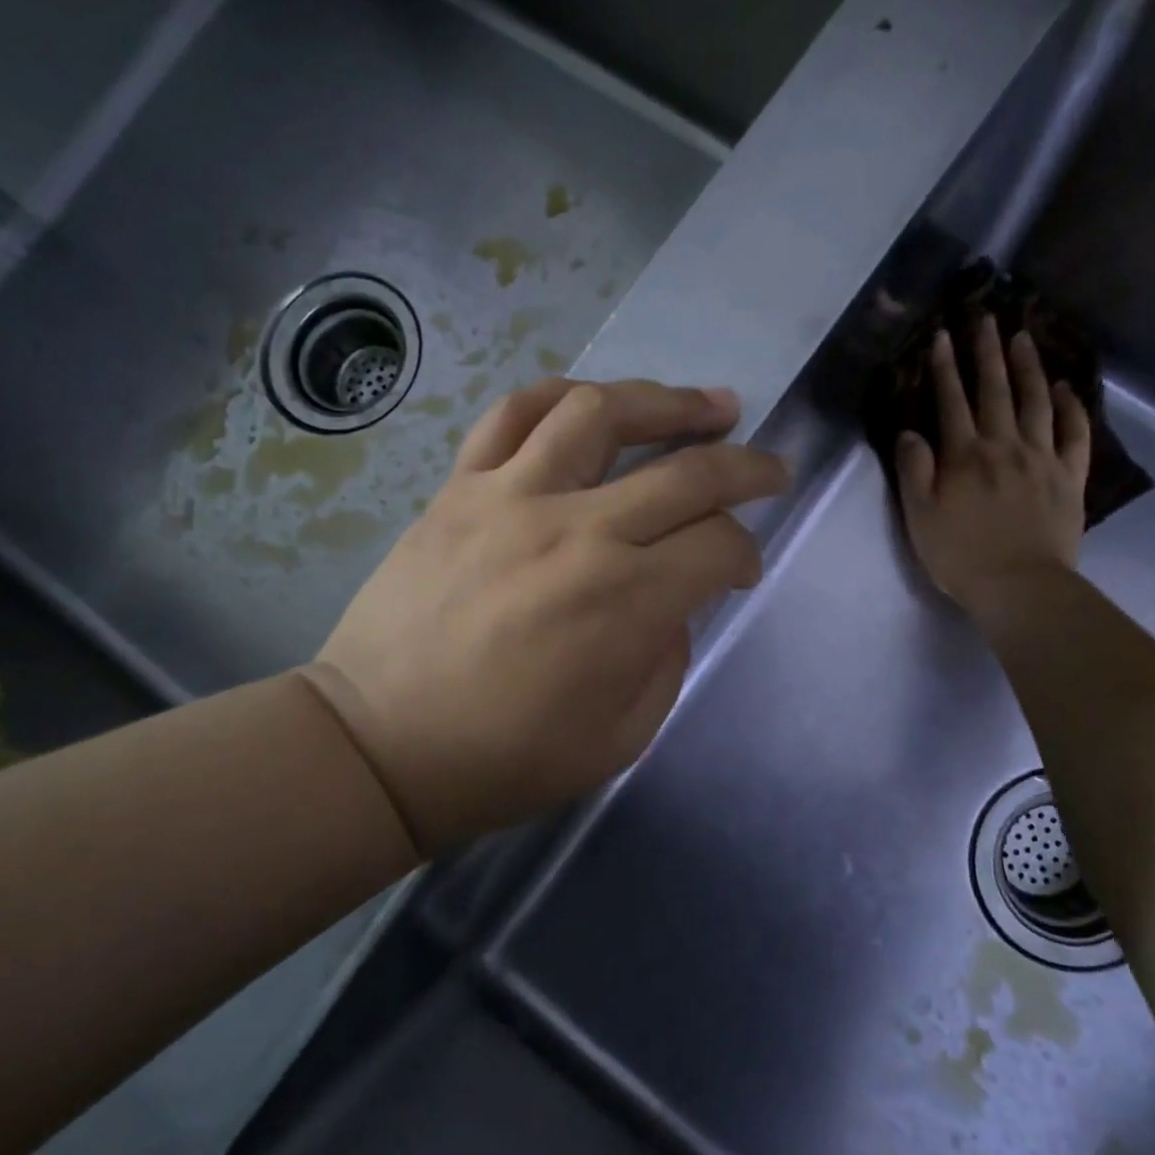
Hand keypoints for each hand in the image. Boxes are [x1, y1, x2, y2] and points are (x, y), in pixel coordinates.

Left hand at [317, 378, 788, 854]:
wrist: (383, 745)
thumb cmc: (507, 758)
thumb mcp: (622, 736)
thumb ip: (666, 659)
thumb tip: (670, 604)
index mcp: (626, 601)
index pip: (718, 545)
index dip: (746, 553)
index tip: (742, 570)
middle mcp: (579, 530)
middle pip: (687, 472)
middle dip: (746, 467)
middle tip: (770, 466)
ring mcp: (512, 498)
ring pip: (602, 413)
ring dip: (668, 401)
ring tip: (704, 404)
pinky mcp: (460, 489)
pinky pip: (513, 415)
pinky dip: (562, 396)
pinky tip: (593, 400)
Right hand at [895, 315, 1090, 616]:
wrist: (1019, 586)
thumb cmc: (960, 556)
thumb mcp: (919, 518)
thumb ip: (913, 471)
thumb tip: (910, 432)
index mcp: (964, 456)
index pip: (951, 402)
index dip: (944, 367)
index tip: (941, 335)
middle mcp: (1004, 446)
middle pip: (995, 390)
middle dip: (986, 352)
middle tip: (984, 318)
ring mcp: (1042, 458)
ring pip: (1035, 401)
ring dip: (1028, 367)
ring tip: (1022, 338)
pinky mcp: (1069, 476)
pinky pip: (1074, 433)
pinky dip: (1070, 407)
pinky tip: (1065, 388)